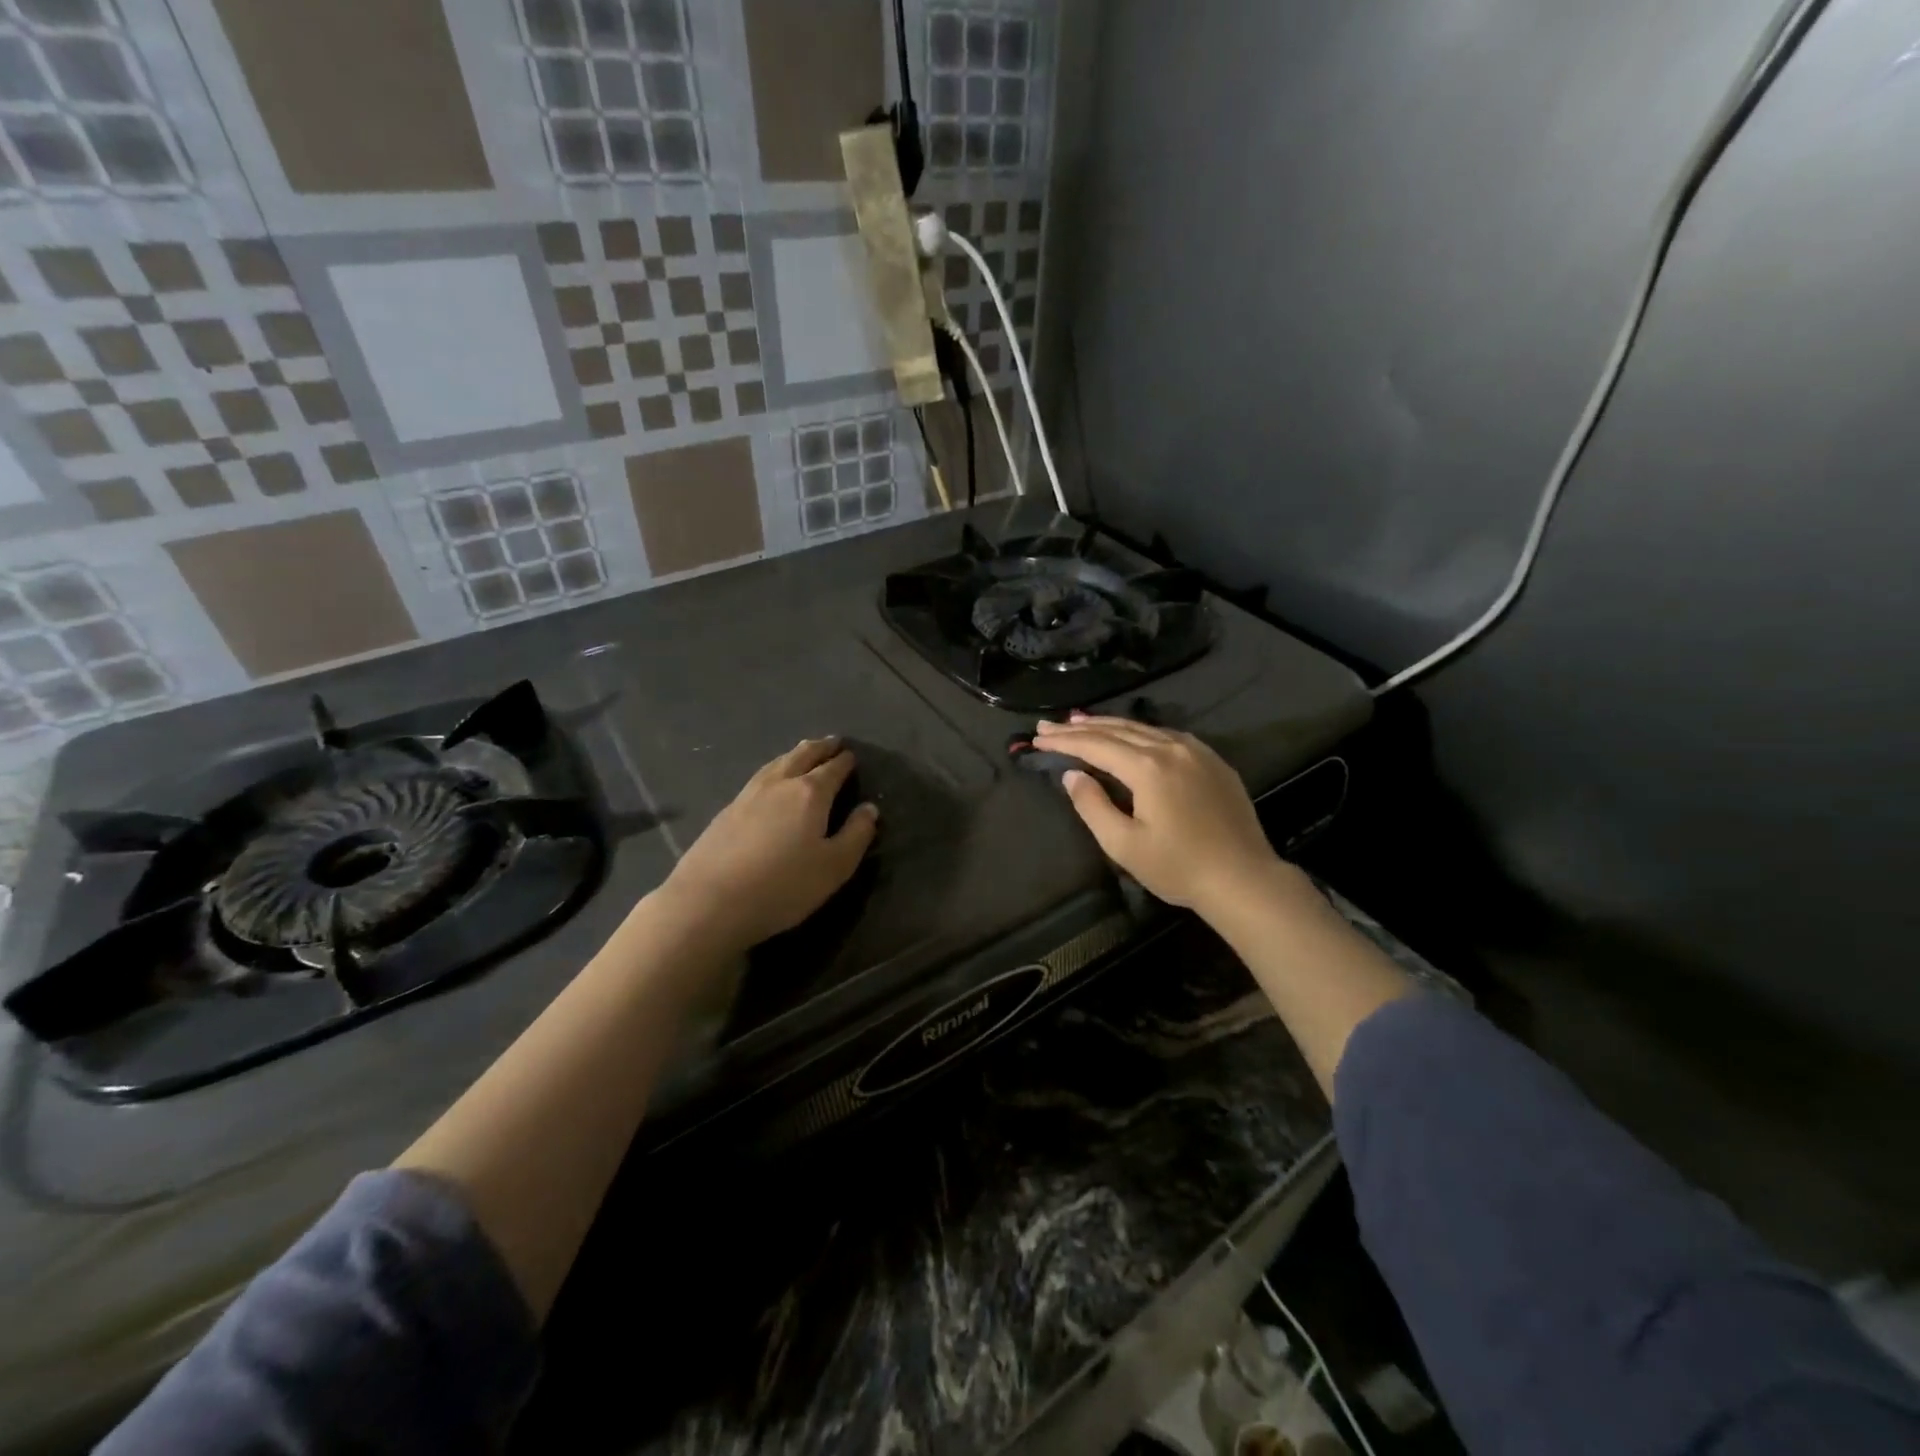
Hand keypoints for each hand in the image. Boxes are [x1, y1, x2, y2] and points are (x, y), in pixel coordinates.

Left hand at [655, 738, 877, 952]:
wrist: (710, 901)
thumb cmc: (783, 886)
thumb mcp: (834, 867)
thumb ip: (856, 835)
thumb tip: (869, 808)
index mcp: (810, 793)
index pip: (833, 769)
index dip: (844, 761)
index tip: (852, 755)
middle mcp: (780, 784)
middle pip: (802, 756)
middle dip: (820, 748)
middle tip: (832, 741)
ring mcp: (749, 794)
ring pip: (777, 763)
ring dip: (795, 754)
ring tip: (804, 750)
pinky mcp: (727, 810)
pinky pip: (759, 777)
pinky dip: (774, 769)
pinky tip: (771, 779)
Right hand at [1033, 714, 1287, 916]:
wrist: (1244, 879)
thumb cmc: (1179, 868)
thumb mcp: (1124, 845)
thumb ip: (1093, 806)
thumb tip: (1072, 775)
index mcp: (1148, 767)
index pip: (1096, 745)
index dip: (1064, 741)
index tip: (1038, 738)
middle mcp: (1171, 748)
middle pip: (1117, 730)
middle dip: (1079, 727)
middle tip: (1049, 727)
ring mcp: (1196, 751)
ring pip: (1143, 728)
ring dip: (1108, 725)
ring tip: (1079, 721)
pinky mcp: (1213, 761)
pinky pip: (1167, 735)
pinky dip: (1139, 731)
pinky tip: (1130, 734)